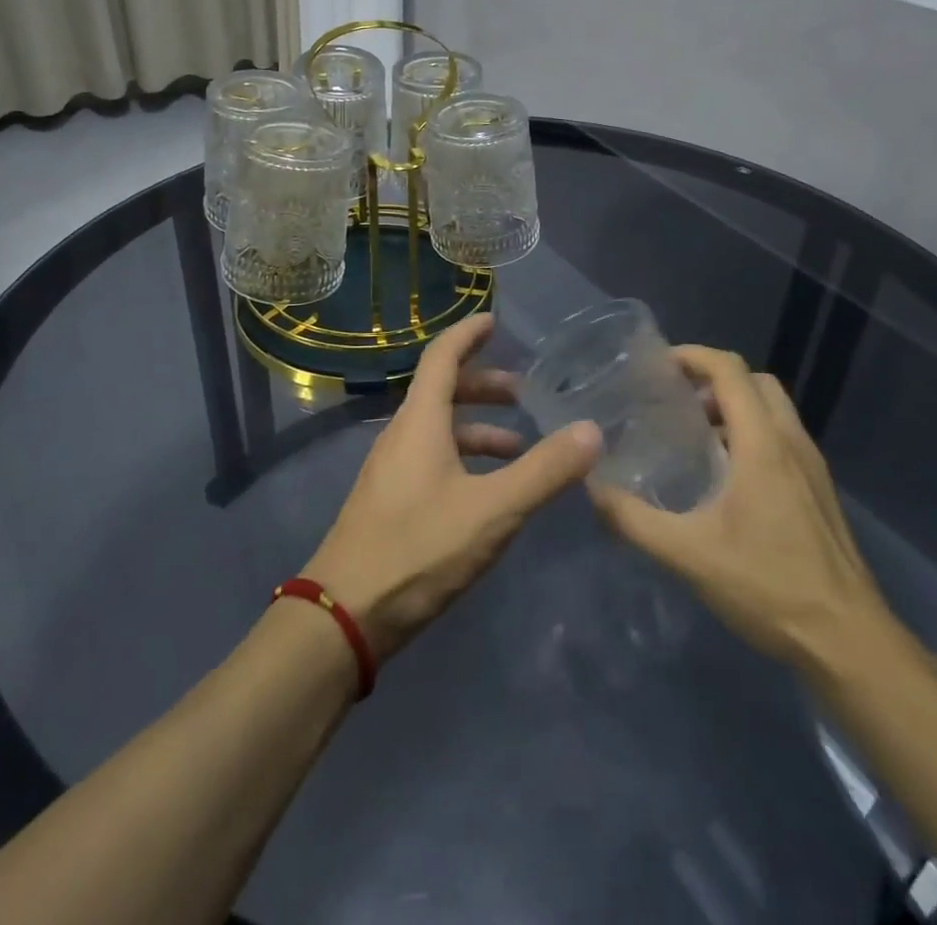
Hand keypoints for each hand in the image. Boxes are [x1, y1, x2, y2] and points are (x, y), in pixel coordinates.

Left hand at [306, 313, 601, 659]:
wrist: (344, 614)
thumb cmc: (418, 549)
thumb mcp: (492, 510)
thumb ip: (544, 471)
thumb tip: (591, 430)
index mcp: (420, 421)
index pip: (442, 357)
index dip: (468, 334)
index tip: (494, 321)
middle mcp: (401, 434)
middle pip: (442, 391)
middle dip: (485, 386)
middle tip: (524, 395)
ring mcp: (391, 468)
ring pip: (438, 429)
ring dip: (478, 428)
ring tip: (520, 448)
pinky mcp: (389, 500)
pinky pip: (431, 457)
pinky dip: (464, 457)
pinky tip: (488, 491)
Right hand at [589, 346, 893, 673]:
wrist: (849, 643)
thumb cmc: (768, 587)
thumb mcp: (688, 554)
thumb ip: (633, 520)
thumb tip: (592, 489)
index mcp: (763, 443)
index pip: (730, 371)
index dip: (694, 356)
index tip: (658, 365)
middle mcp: (792, 442)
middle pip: (756, 381)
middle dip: (715, 379)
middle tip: (676, 400)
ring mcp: (812, 466)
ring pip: (774, 409)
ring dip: (735, 406)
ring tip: (694, 434)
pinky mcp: (819, 490)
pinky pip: (783, 437)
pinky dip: (752, 432)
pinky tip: (726, 475)